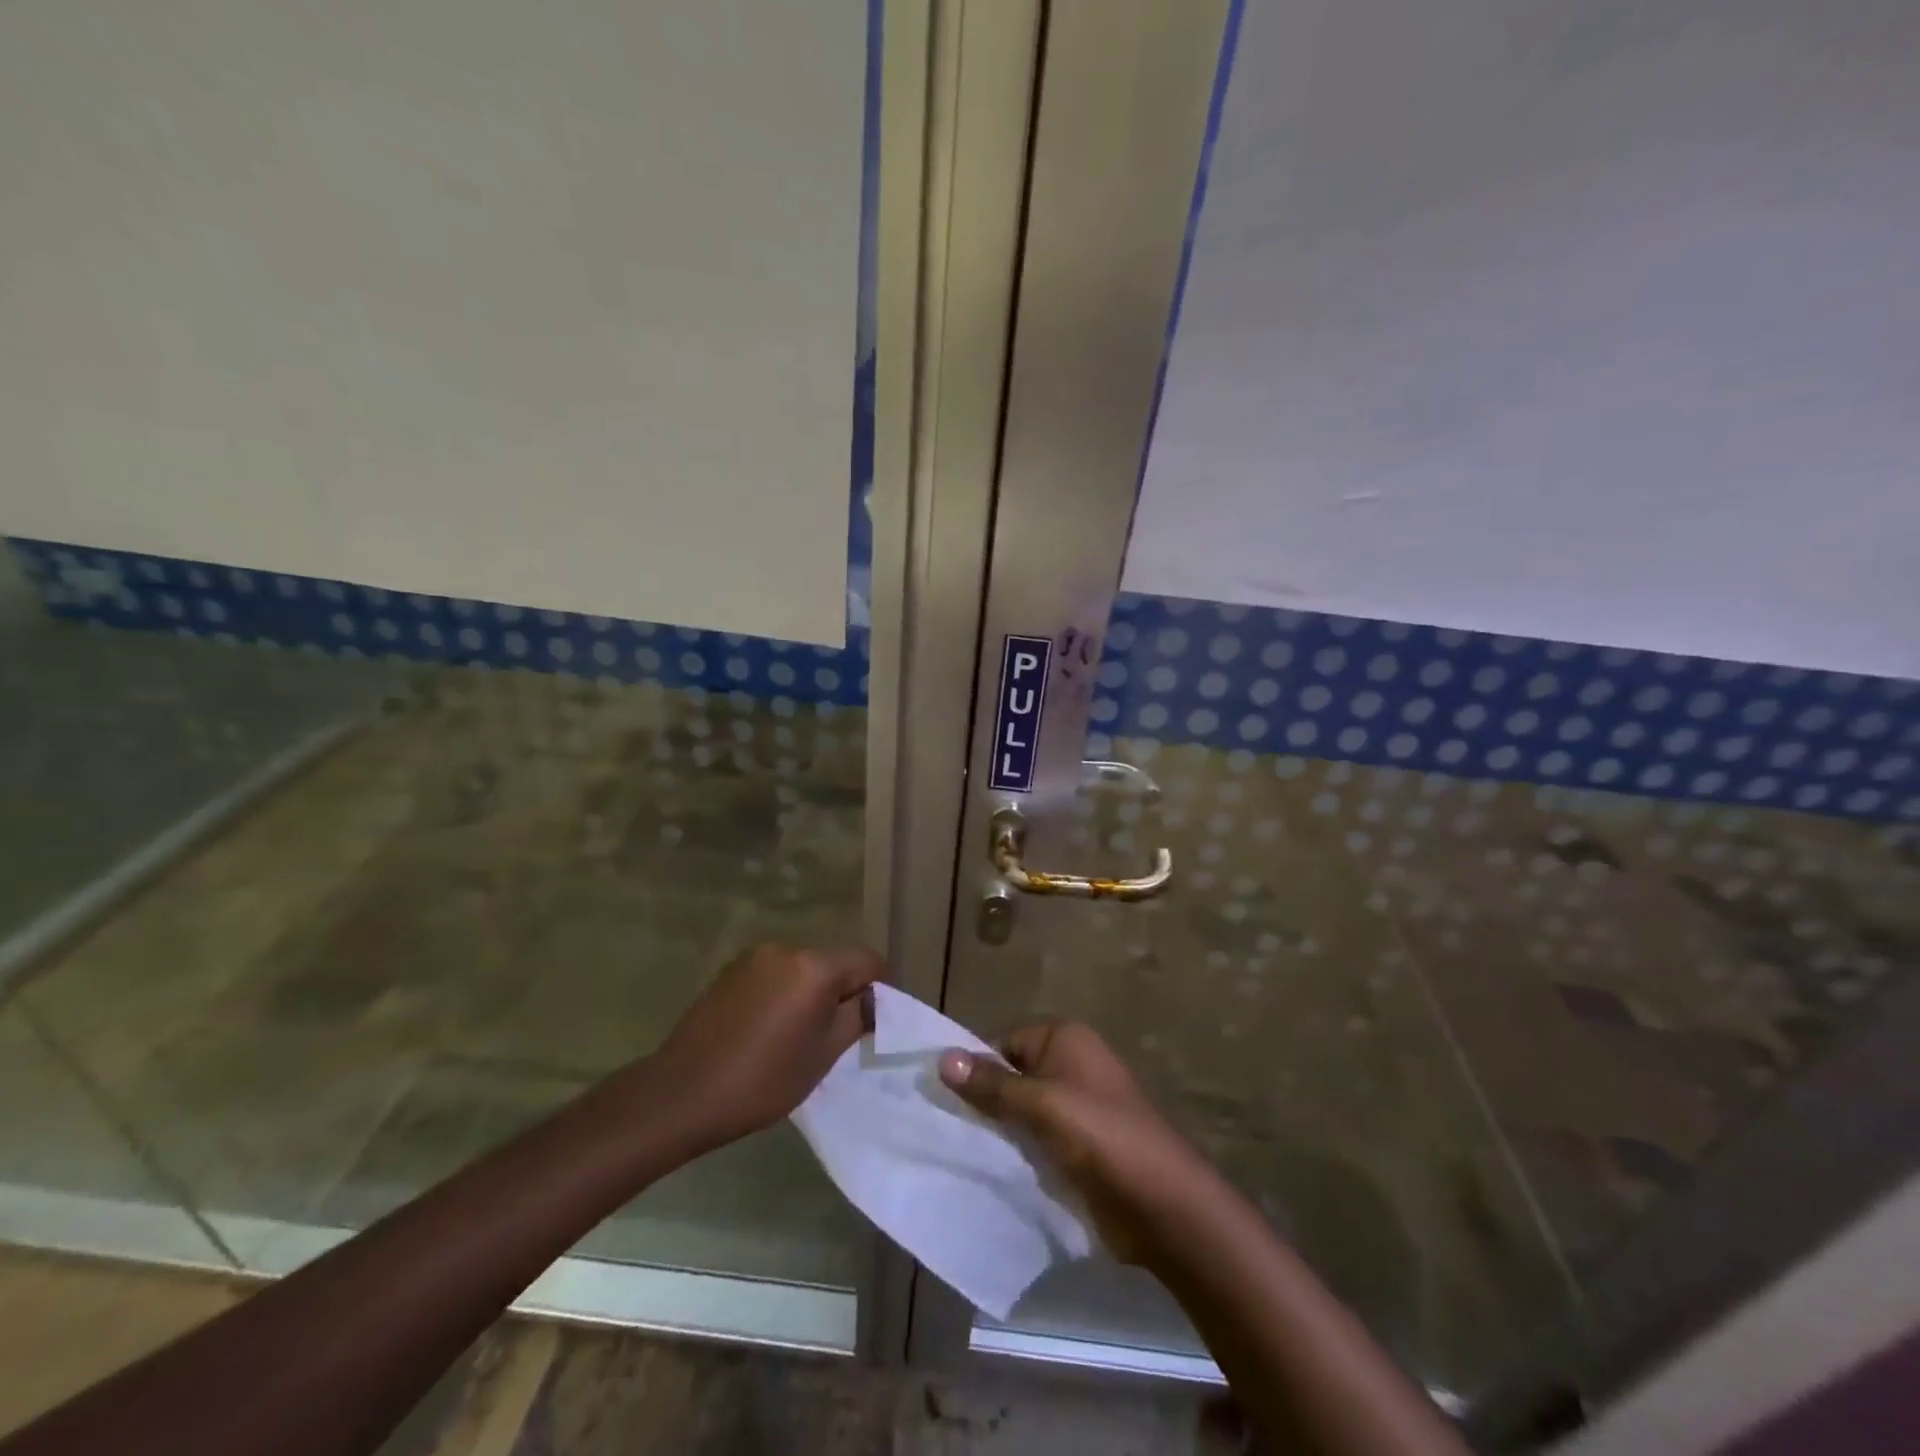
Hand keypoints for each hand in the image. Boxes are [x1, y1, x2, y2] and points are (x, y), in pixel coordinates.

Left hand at [654, 944, 884, 1151]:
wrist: (682, 1093)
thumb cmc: (762, 1080)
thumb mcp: (824, 1055)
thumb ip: (857, 1017)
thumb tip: (873, 998)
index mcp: (814, 966)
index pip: (867, 961)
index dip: (880, 987)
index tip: (876, 1020)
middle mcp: (787, 948)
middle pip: (834, 961)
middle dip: (844, 990)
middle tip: (840, 1032)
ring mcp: (755, 957)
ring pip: (804, 968)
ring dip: (812, 991)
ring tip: (800, 1033)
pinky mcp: (731, 970)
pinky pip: (775, 974)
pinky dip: (784, 992)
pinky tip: (769, 1028)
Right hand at [938, 1021, 1208, 1264]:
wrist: (1163, 1203)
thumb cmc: (1101, 1136)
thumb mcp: (1041, 1105)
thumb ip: (992, 1085)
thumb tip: (942, 1058)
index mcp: (1065, 1038)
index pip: (1004, 1041)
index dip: (975, 1066)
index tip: (941, 1097)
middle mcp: (1071, 1063)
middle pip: (1012, 1074)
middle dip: (984, 1099)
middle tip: (944, 1126)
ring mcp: (1078, 1105)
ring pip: (1023, 1109)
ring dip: (999, 1128)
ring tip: (959, 1149)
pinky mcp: (1080, 1144)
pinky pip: (1038, 1137)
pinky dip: (1018, 1149)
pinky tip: (991, 1168)